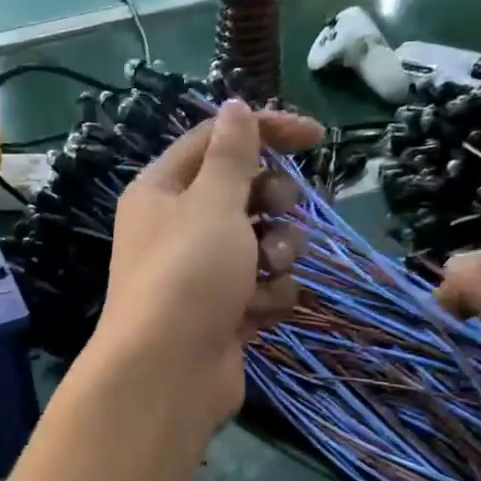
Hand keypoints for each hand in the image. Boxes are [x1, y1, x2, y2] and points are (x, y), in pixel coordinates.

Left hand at [91, 100, 324, 433]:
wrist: (168, 373)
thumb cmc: (187, 274)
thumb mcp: (213, 202)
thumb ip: (231, 154)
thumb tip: (235, 107)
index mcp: (163, 191)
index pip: (216, 141)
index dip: (265, 132)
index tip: (317, 138)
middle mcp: (178, 228)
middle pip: (244, 194)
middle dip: (273, 204)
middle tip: (277, 214)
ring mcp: (201, 274)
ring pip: (263, 244)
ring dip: (277, 254)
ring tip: (267, 271)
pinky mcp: (223, 313)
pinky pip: (262, 289)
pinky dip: (266, 297)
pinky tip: (255, 313)